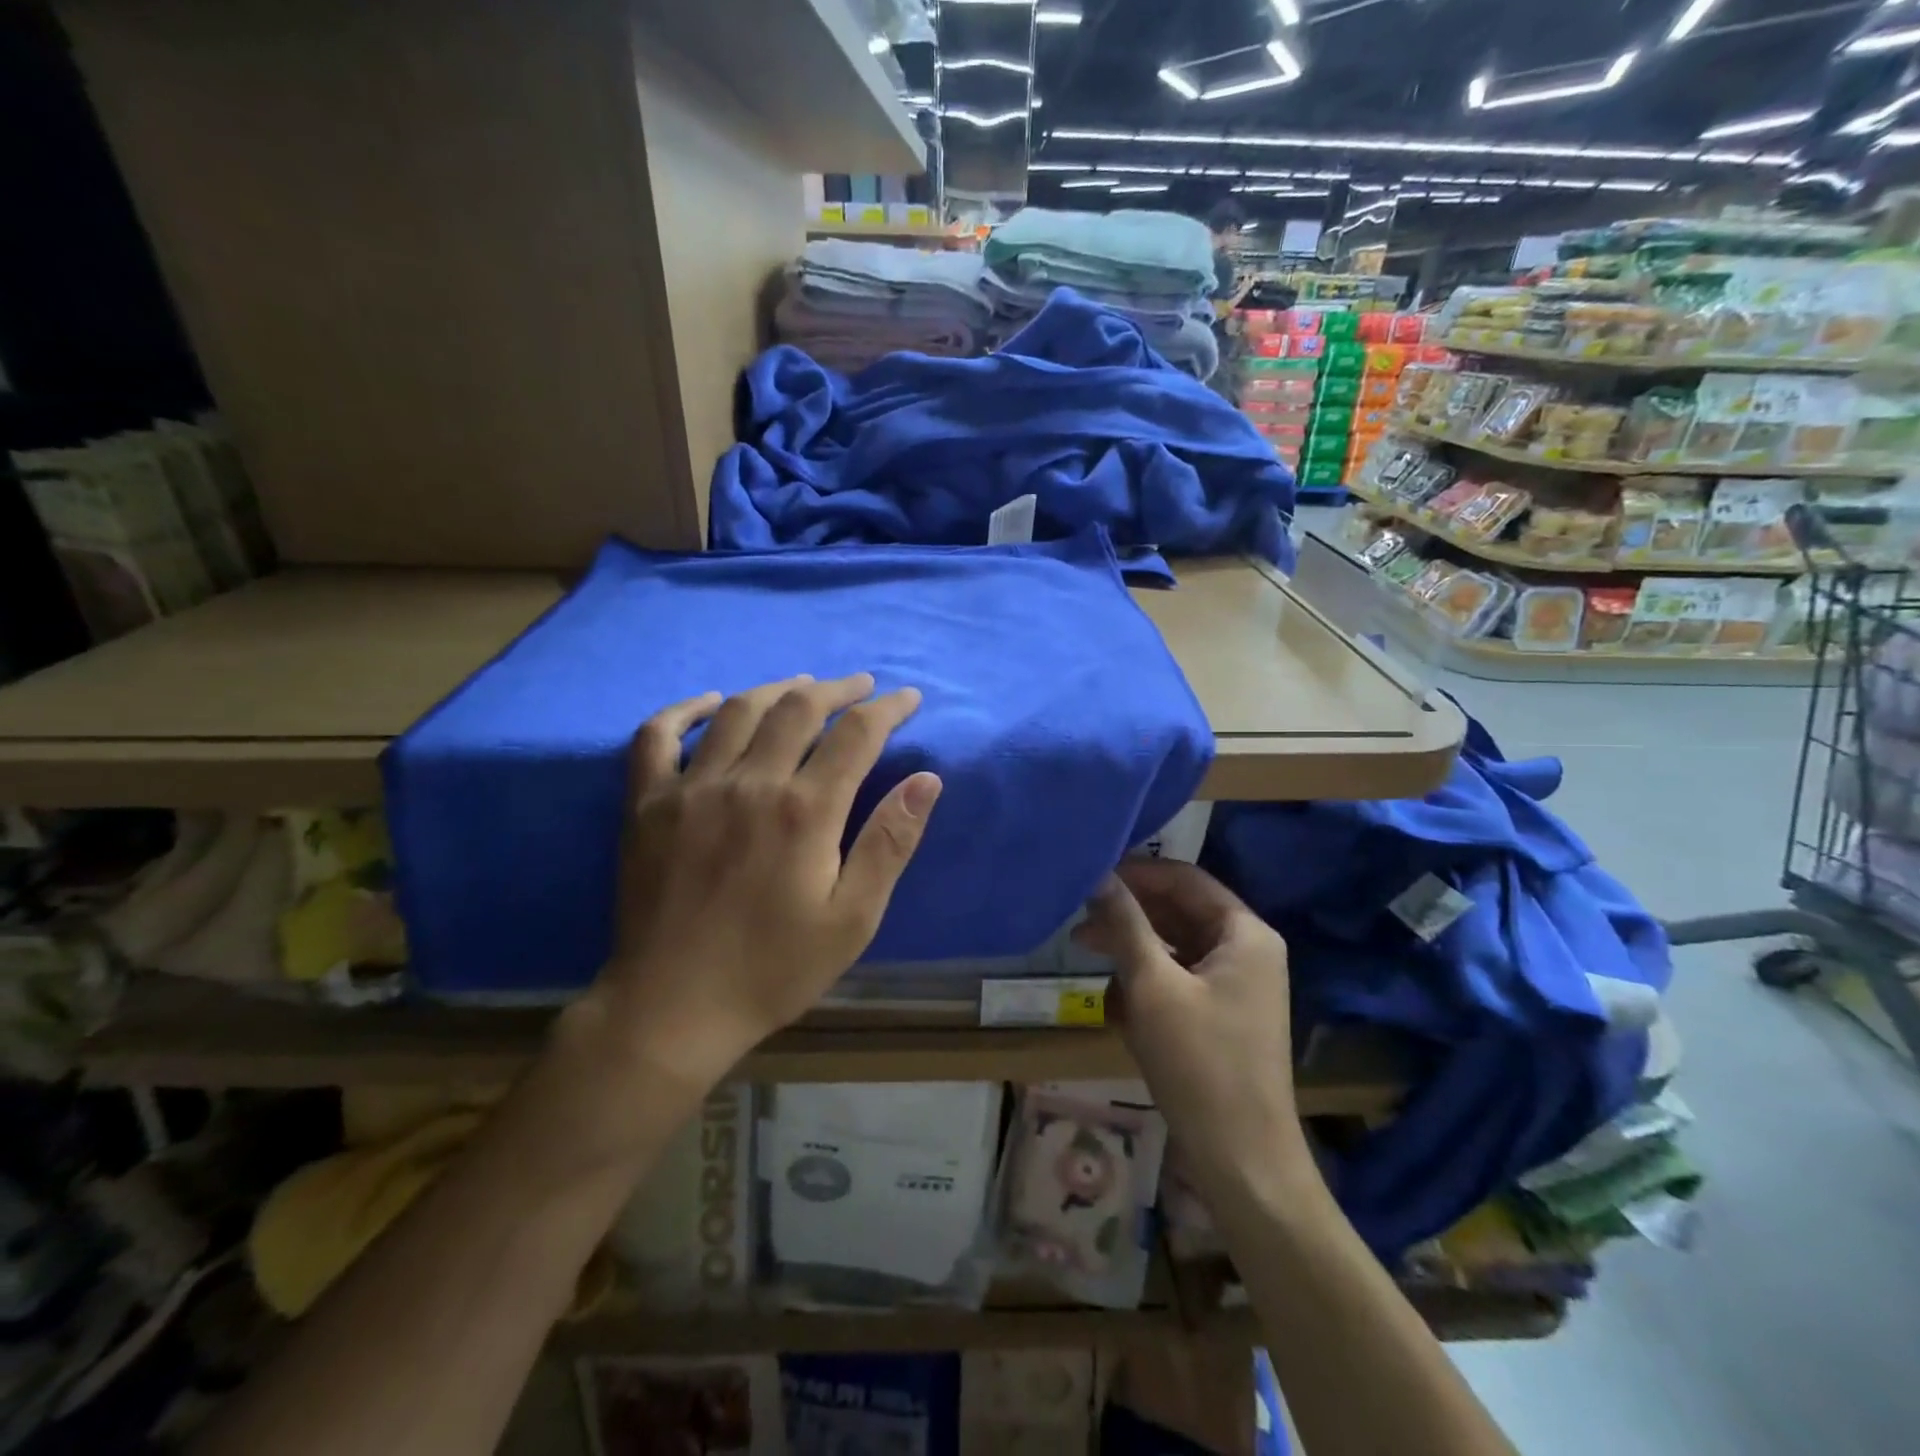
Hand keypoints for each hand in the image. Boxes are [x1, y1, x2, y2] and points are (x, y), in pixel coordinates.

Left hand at [588, 673, 941, 1080]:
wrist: (673, 1008)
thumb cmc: (773, 969)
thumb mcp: (852, 919)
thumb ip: (889, 844)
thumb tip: (927, 780)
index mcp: (805, 811)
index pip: (857, 734)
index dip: (888, 709)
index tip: (907, 698)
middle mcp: (750, 782)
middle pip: (799, 708)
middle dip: (838, 689)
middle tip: (861, 686)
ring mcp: (691, 788)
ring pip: (739, 711)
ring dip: (778, 688)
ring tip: (803, 685)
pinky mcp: (647, 803)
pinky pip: (656, 736)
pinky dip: (684, 709)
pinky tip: (710, 702)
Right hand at [1076, 860, 1308, 1200]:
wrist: (1241, 1160)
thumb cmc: (1199, 1062)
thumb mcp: (1152, 985)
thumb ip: (1124, 923)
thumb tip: (1097, 875)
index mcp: (1245, 933)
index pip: (1184, 879)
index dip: (1135, 872)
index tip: (1090, 875)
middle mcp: (1247, 950)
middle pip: (1178, 911)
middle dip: (1128, 914)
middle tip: (1079, 918)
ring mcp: (1237, 985)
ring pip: (1175, 946)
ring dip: (1132, 948)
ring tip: (1085, 951)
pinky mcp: (1223, 1015)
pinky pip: (1179, 979)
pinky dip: (1147, 981)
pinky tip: (1115, 1001)